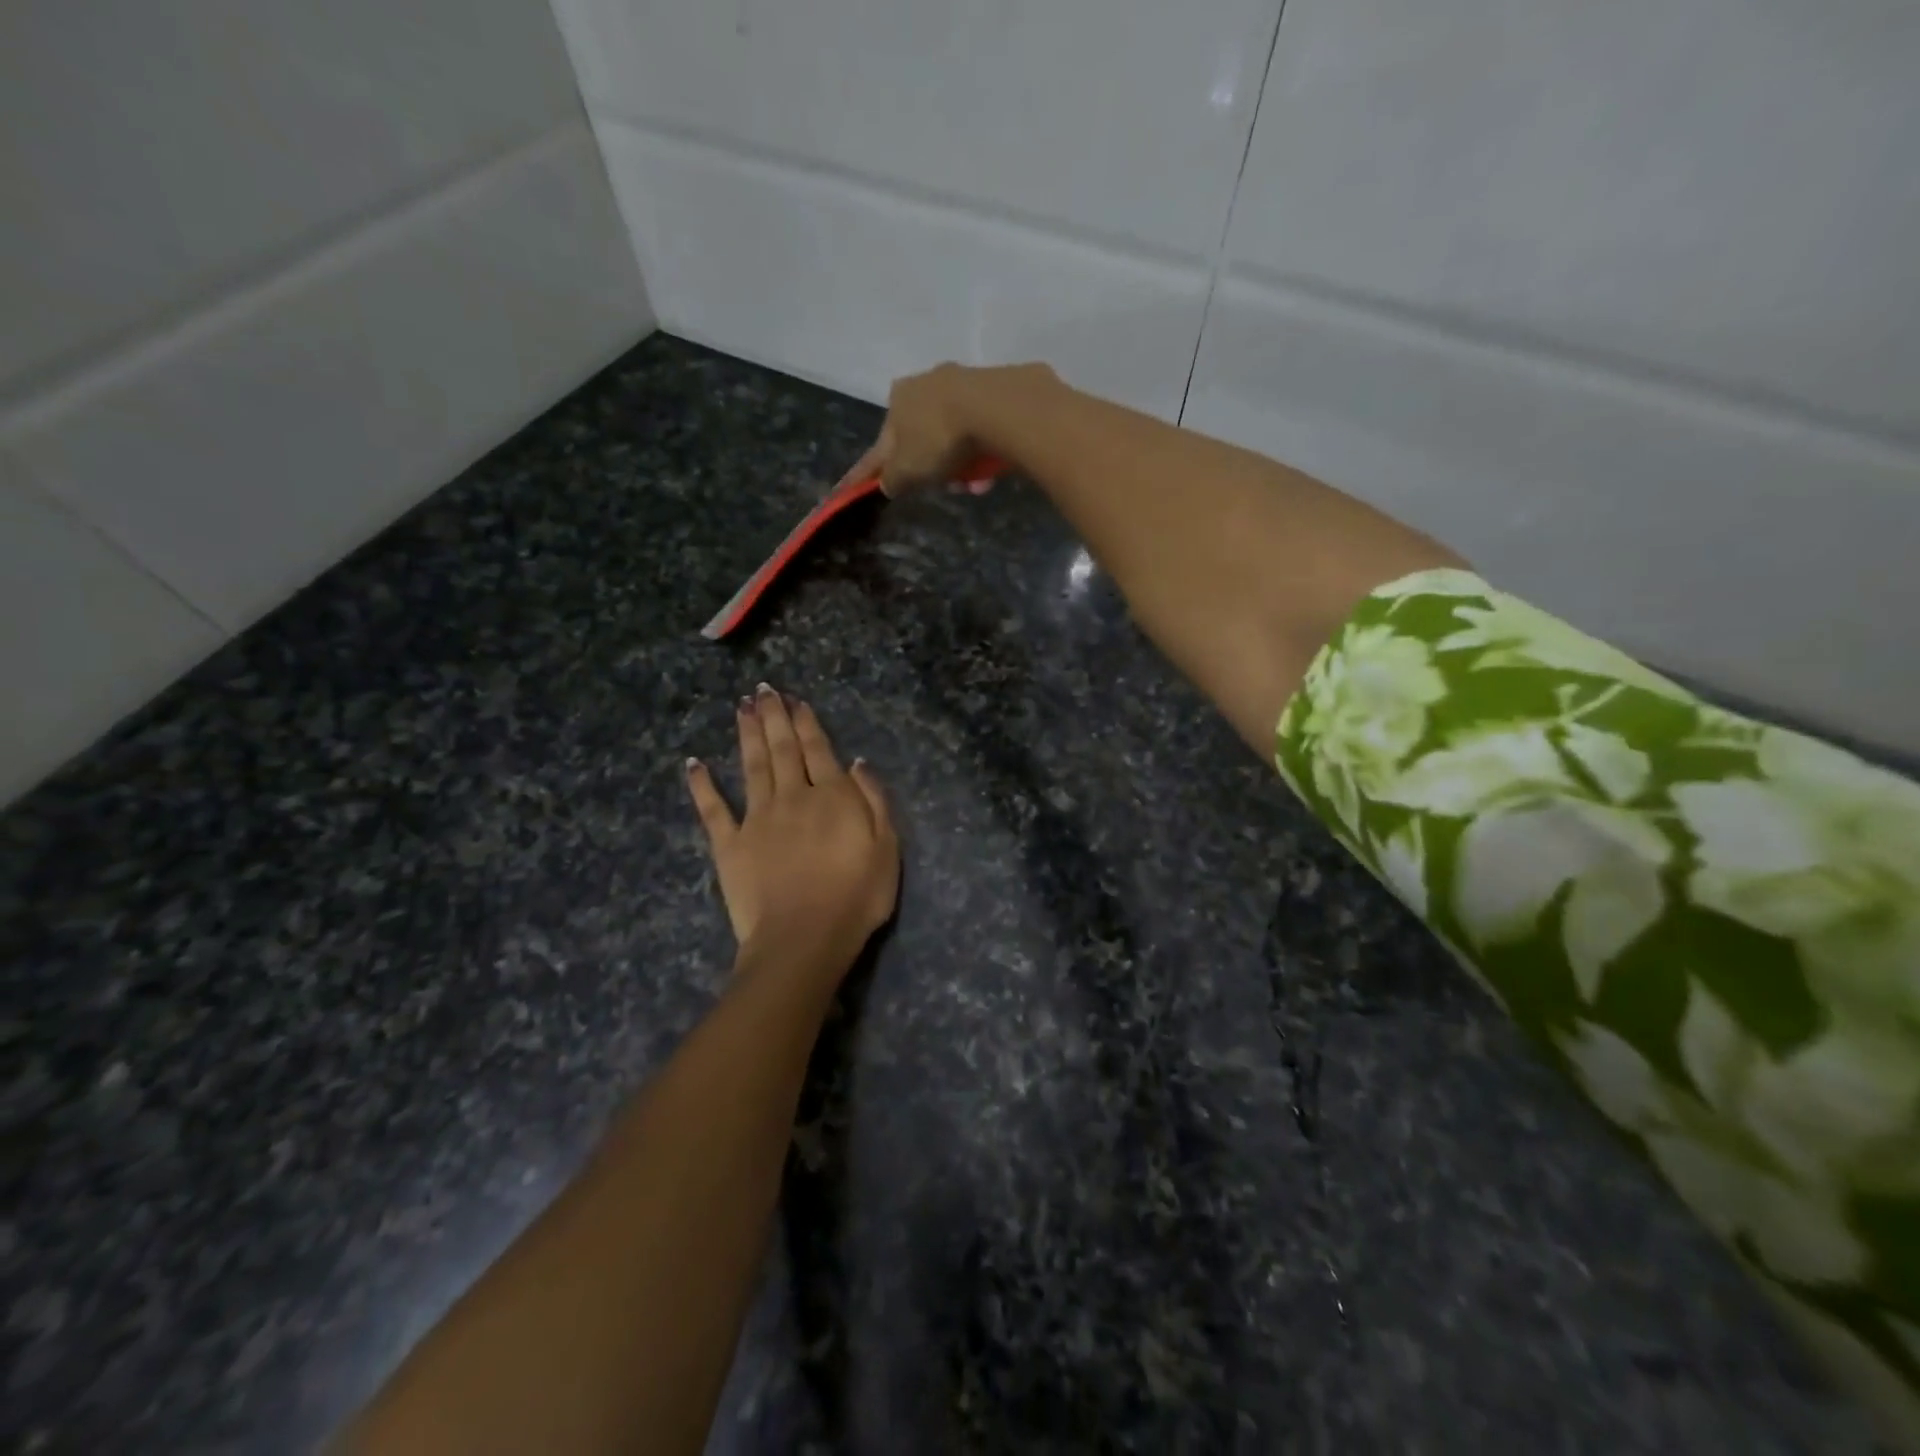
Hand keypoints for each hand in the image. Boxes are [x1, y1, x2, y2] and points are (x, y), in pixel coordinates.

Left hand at [686, 684, 899, 974]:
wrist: (804, 939)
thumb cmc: (855, 898)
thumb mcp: (887, 849)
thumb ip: (874, 801)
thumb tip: (857, 763)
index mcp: (831, 797)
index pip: (818, 750)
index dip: (806, 723)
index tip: (795, 700)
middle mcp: (792, 797)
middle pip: (782, 749)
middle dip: (774, 717)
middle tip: (763, 690)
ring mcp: (757, 819)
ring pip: (751, 766)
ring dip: (747, 735)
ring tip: (741, 708)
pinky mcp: (729, 845)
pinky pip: (713, 809)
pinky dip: (702, 785)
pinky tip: (694, 763)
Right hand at [834, 361, 1052, 497]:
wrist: (996, 408)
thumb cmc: (938, 438)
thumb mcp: (906, 470)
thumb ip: (892, 479)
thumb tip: (888, 483)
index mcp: (897, 399)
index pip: (881, 444)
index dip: (870, 469)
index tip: (856, 484)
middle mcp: (926, 383)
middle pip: (924, 440)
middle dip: (934, 469)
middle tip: (946, 488)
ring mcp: (963, 383)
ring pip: (955, 438)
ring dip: (962, 467)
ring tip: (976, 484)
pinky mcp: (995, 390)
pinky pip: (982, 432)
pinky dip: (983, 454)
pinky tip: (992, 470)